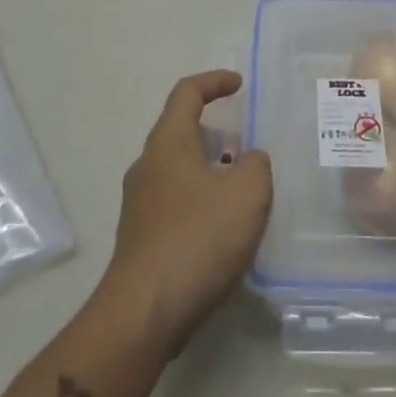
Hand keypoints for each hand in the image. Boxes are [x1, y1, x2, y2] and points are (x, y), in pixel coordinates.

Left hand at [96, 70, 271, 357]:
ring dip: (210, 171)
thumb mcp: (247, 193)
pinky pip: (176, 204)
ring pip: (180, 171)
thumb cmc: (197, 239)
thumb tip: (247, 162)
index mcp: (168, 142)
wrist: (144, 315)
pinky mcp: (141, 240)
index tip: (239, 85)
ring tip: (244, 190)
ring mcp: (139, 205)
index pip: (187, 93)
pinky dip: (202, 203)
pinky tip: (225, 231)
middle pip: (181, 132)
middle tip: (248, 146)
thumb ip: (256, 165)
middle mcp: (147, 166)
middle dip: (216, 133)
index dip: (214, 81)